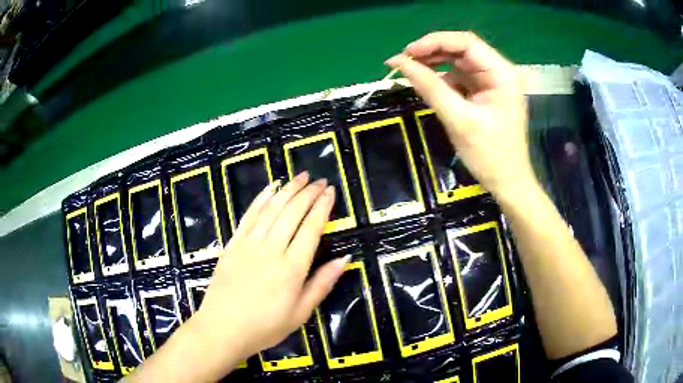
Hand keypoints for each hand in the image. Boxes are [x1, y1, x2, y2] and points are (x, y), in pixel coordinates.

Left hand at [190, 172, 348, 372]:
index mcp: (292, 268)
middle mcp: (271, 250)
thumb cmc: (264, 326)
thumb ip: (322, 284)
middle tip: (320, 179)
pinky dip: (260, 199)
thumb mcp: (300, 313)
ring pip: (271, 209)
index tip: (331, 191)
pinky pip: (248, 216)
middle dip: (308, 193)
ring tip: (300, 176)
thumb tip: (344, 258)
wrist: (222, 328)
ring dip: (287, 189)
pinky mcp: (232, 244)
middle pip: (292, 213)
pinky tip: (270, 188)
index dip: (322, 207)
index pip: (311, 228)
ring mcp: (249, 244)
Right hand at [386, 31, 535, 196]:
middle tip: (404, 61)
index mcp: (502, 74)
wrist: (507, 183)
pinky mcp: (485, 92)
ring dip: (434, 64)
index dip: (434, 42)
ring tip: (410, 70)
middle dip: (432, 52)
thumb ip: (430, 87)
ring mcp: (492, 81)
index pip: (466, 43)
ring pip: (458, 61)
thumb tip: (399, 63)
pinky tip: (426, 84)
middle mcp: (499, 71)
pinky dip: (442, 78)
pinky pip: (460, 76)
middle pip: (462, 49)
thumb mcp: (458, 120)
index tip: (407, 52)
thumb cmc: (490, 155)